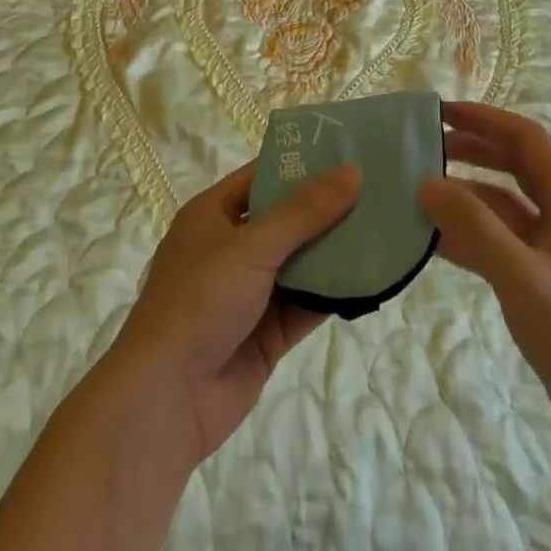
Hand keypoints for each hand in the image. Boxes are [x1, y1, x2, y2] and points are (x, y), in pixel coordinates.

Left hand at [108, 160, 360, 462]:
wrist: (166, 400)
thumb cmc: (200, 301)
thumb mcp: (253, 246)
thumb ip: (305, 211)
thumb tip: (352, 171)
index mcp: (213, 214)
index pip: (262, 176)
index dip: (301, 162)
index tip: (347, 150)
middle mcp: (230, 248)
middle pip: (286, 218)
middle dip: (327, 207)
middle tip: (377, 187)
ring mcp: (249, 292)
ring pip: (300, 262)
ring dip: (335, 250)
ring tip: (384, 226)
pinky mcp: (266, 333)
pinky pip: (306, 303)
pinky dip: (334, 293)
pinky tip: (371, 278)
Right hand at [418, 101, 550, 470]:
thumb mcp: (524, 279)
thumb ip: (474, 228)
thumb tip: (426, 182)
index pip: (525, 139)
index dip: (483, 119)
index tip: (439, 113)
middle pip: (515, 164)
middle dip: (472, 148)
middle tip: (424, 145)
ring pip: (505, 203)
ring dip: (466, 193)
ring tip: (420, 189)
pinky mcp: (545, 278)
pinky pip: (502, 239)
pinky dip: (471, 232)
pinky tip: (435, 239)